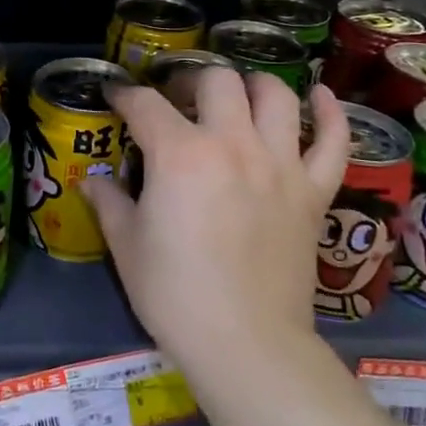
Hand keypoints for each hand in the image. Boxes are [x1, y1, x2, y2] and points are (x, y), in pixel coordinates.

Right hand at [83, 70, 347, 381]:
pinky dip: (330, 113)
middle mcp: (232, 143)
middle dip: (191, 81)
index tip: (115, 99)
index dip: (124, 96)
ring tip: (238, 96)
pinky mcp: (313, 192)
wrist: (246, 345)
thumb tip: (93, 180)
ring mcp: (280, 164)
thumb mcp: (126, 246)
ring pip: (276, 96)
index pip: (145, 104)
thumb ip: (108, 202)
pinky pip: (333, 141)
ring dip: (254, 85)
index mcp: (180, 154)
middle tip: (179, 101)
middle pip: (217, 80)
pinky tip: (319, 97)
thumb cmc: (175, 295)